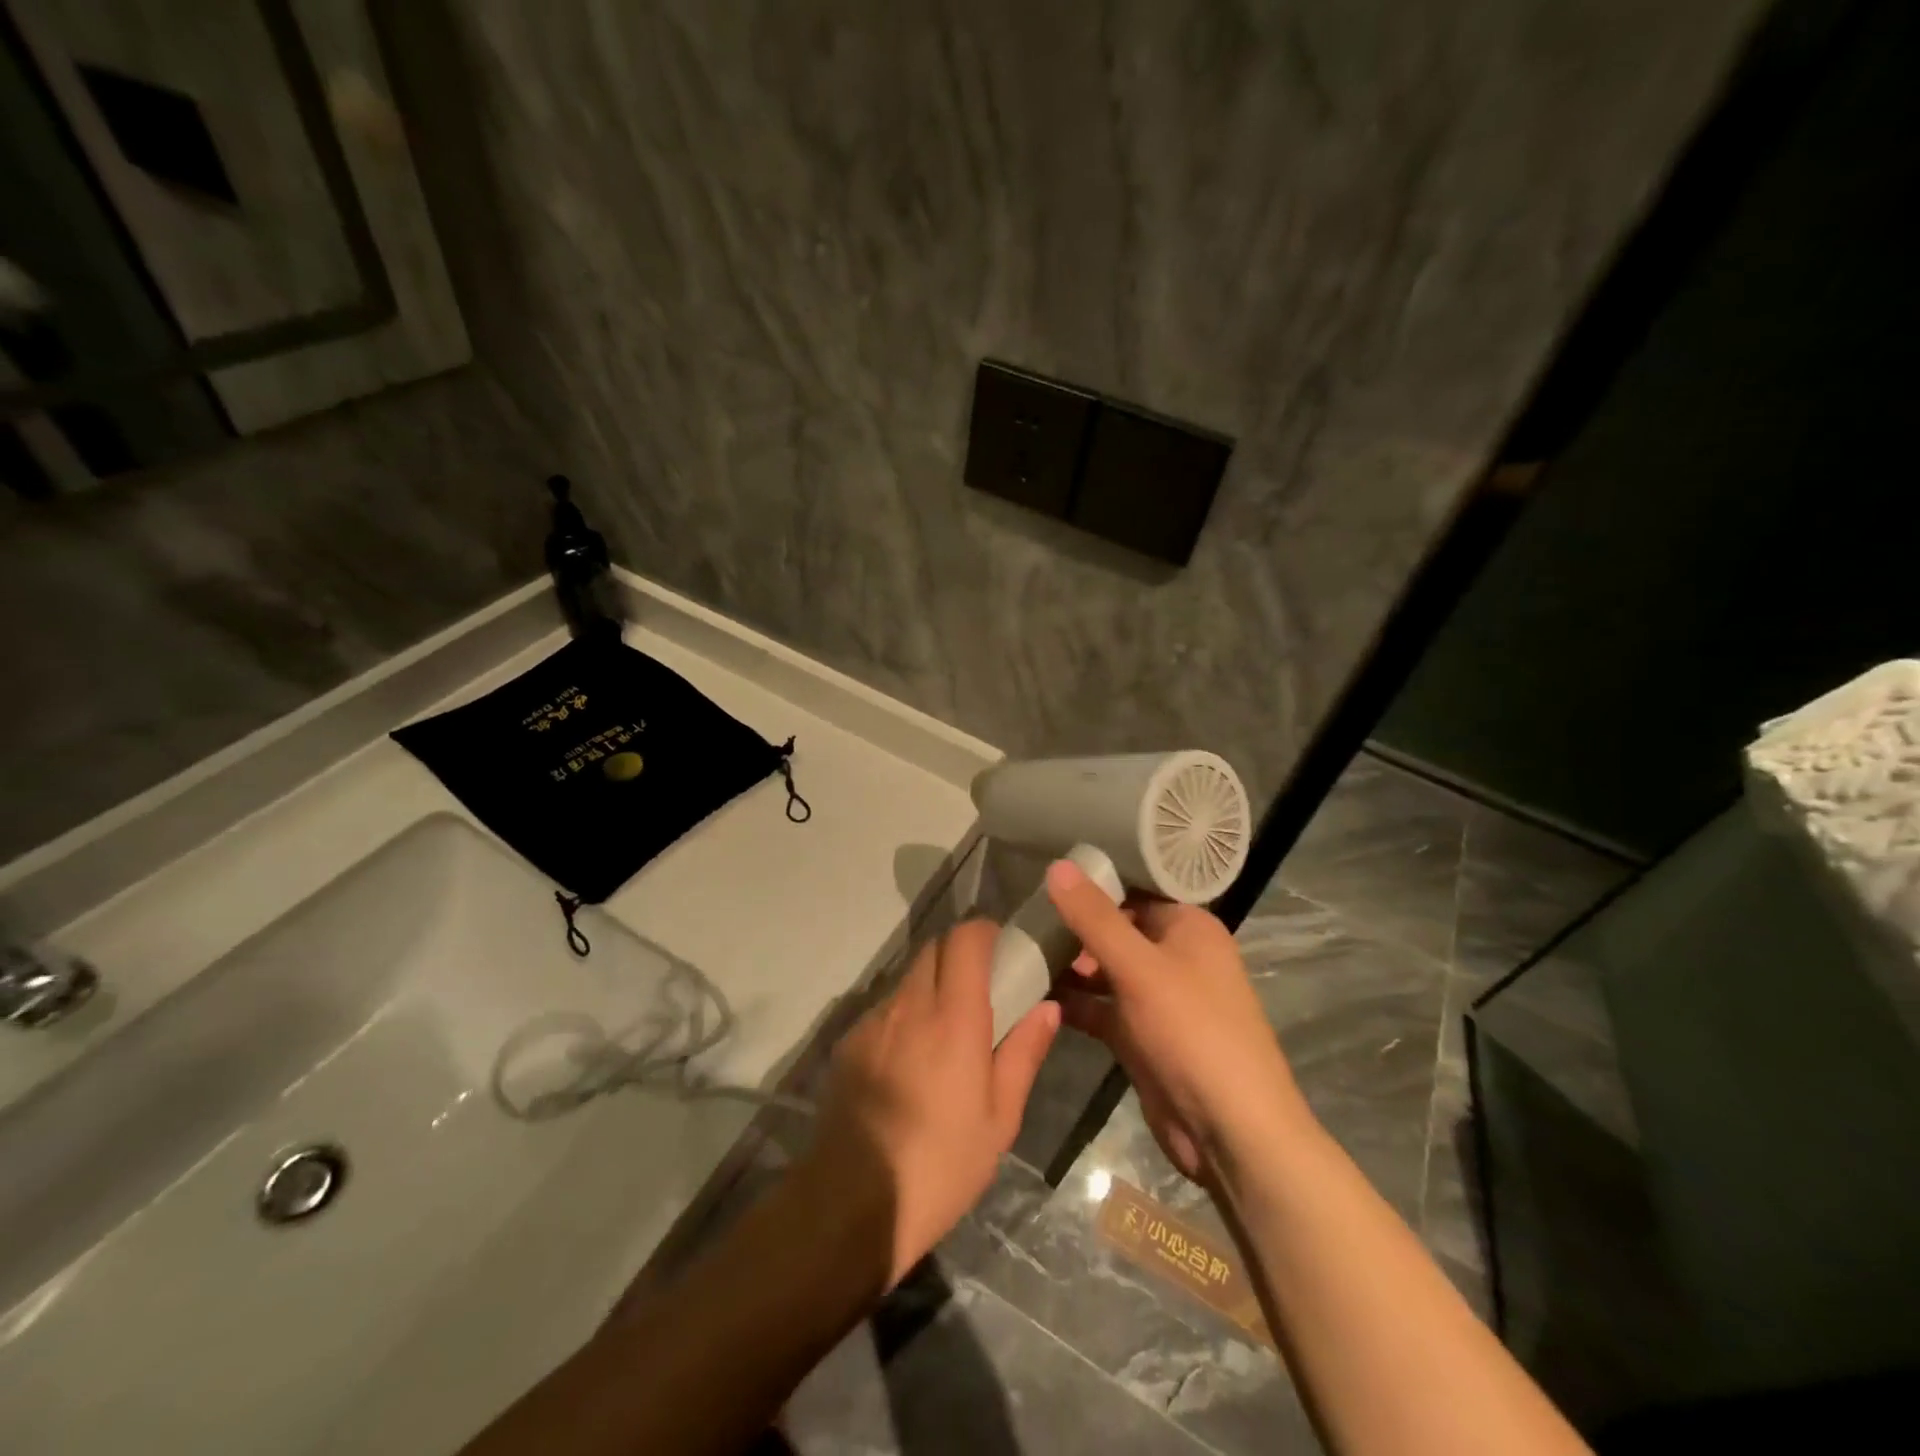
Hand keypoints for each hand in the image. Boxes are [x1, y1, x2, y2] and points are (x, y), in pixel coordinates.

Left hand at [802, 920, 1059, 1288]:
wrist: (853, 1201)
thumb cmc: (942, 1164)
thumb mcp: (999, 1119)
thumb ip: (1023, 1053)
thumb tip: (1047, 1008)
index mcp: (954, 1018)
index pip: (965, 940)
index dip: (984, 932)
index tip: (1001, 948)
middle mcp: (910, 1005)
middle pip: (933, 948)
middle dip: (959, 954)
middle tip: (981, 988)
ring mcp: (873, 1021)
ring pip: (907, 977)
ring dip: (930, 985)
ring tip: (945, 1030)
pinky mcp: (848, 1041)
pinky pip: (884, 1009)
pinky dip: (904, 1015)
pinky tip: (909, 1061)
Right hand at [1047, 859, 1303, 1182]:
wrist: (1231, 1132)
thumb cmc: (1192, 1032)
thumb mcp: (1139, 968)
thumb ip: (1095, 918)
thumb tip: (1056, 866)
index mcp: (1188, 928)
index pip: (1135, 890)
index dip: (1093, 882)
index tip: (1044, 876)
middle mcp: (1175, 956)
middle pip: (1116, 929)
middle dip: (1073, 926)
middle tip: (1023, 918)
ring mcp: (1157, 999)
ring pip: (1104, 969)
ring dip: (1068, 964)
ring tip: (1018, 952)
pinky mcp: (1141, 1035)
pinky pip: (1101, 1006)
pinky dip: (1073, 1001)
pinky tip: (1032, 993)